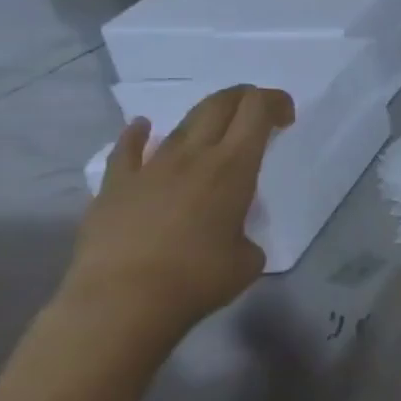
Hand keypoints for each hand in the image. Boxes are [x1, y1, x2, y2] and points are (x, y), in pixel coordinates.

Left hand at [62, 85, 294, 335]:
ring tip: (215, 132)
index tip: (286, 118)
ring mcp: (149, 169)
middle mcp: (192, 157)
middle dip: (243, 98)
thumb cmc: (199, 279)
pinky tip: (144, 128)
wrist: (121, 302)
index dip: (274, 102)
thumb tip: (230, 234)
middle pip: (219, 105)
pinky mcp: (114, 187)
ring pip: (180, 125)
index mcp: (234, 168)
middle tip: (258, 113)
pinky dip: (139, 134)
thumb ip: (245, 232)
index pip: (256, 111)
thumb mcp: (249, 257)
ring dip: (204, 120)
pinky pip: (126, 150)